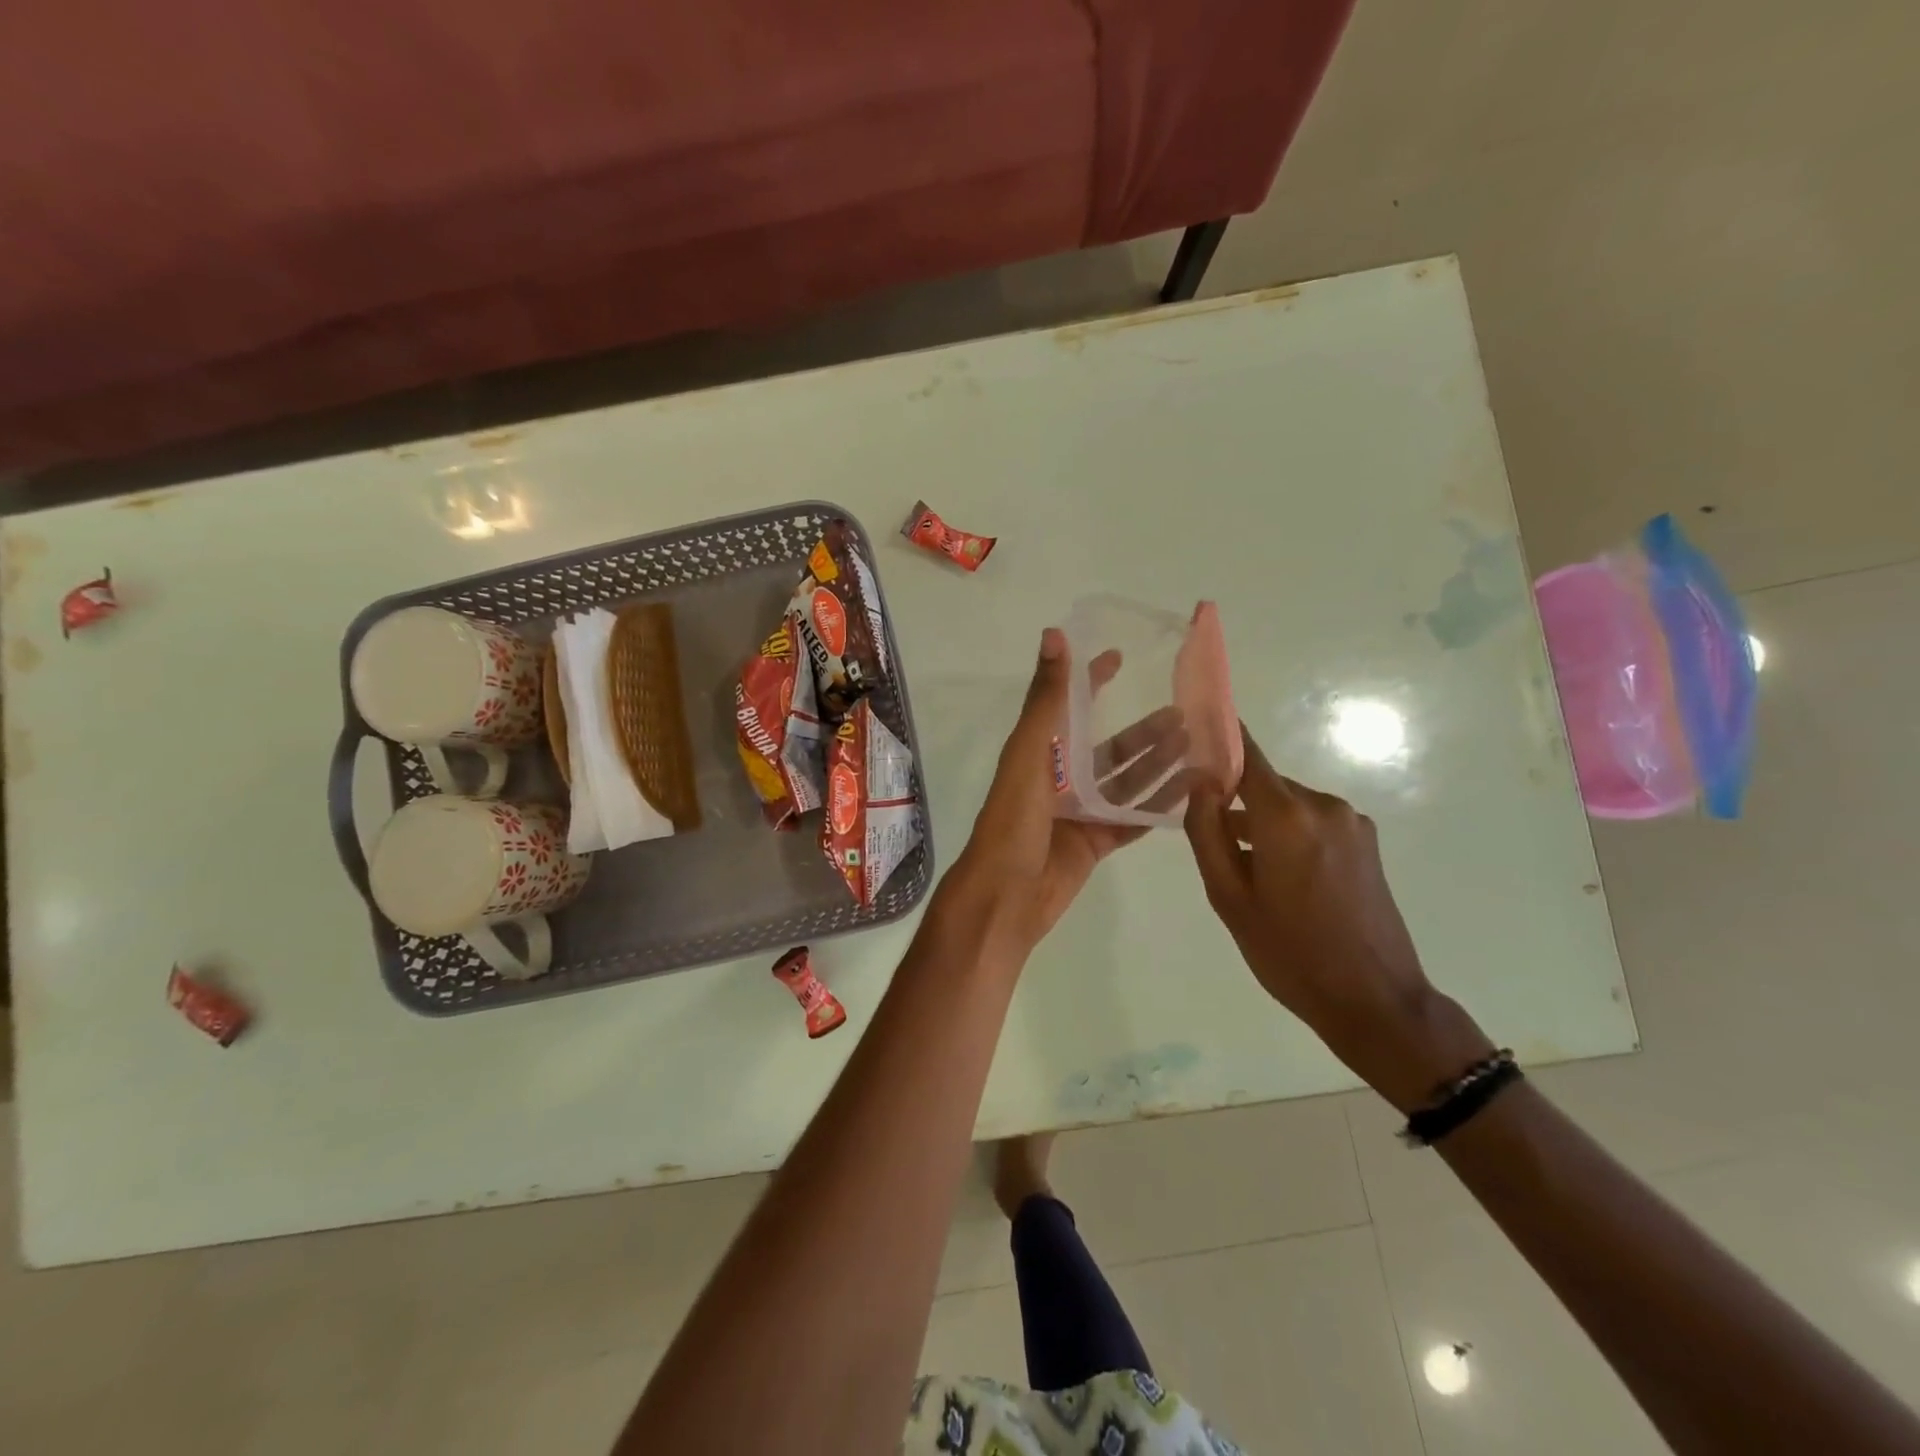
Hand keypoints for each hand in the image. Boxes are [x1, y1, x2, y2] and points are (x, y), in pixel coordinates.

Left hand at [947, 629, 1174, 958]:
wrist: (1007, 894)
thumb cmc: (1014, 819)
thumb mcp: (1029, 752)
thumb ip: (1046, 698)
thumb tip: (1054, 634)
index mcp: (1040, 753)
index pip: (1069, 707)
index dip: (1091, 680)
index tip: (1121, 656)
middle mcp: (1060, 779)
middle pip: (1110, 749)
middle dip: (1144, 731)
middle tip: (1186, 713)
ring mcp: (1079, 813)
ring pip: (1126, 782)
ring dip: (1158, 764)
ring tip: (1196, 746)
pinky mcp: (1094, 843)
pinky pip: (1132, 819)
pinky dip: (1159, 807)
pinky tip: (1191, 793)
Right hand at [1183, 728, 1492, 1108]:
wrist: (1374, 999)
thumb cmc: (1288, 951)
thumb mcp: (1228, 896)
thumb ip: (1206, 831)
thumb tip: (1196, 780)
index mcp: (1287, 815)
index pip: (1247, 753)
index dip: (1218, 739)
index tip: (1191, 736)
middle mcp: (1323, 805)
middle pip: (1265, 784)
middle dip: (1235, 800)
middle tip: (1210, 840)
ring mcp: (1352, 822)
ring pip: (1288, 805)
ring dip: (1263, 823)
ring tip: (1247, 872)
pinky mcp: (1367, 842)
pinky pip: (1312, 822)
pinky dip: (1289, 835)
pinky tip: (1282, 878)